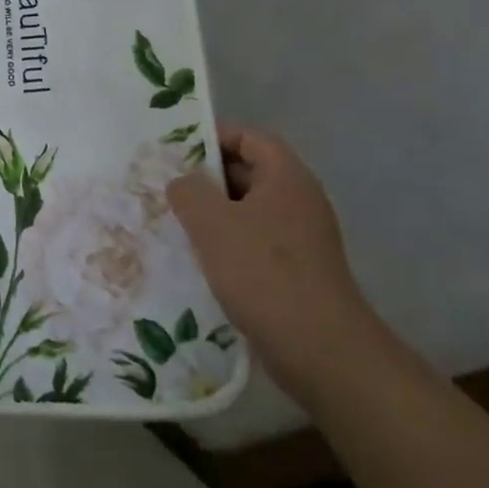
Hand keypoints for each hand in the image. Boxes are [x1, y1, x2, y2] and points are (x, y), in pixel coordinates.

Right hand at [167, 124, 378, 397]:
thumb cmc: (264, 273)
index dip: (212, 137)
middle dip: (207, 177)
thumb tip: (183, 182)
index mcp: (286, 177)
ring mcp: (302, 237)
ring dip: (214, 213)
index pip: (249, 137)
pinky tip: (201, 259)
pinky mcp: (297, 270)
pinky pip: (256, 241)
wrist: (321, 351)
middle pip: (249, 171)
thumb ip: (189, 191)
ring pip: (249, 210)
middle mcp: (299, 200)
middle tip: (167, 186)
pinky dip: (229, 243)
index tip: (175, 152)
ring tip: (176, 222)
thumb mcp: (212, 223)